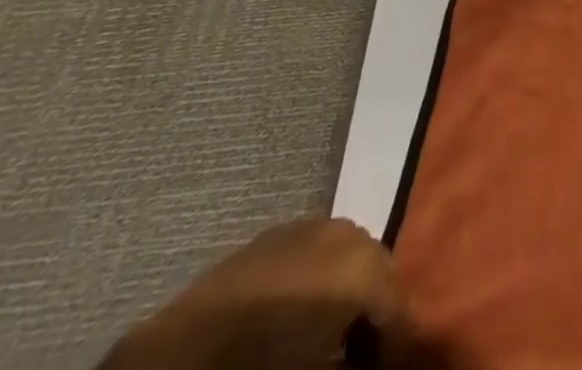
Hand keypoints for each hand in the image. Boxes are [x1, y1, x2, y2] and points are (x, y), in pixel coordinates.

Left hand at [102, 217, 407, 369]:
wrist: (182, 353)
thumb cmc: (262, 364)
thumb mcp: (318, 368)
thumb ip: (354, 359)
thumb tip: (366, 357)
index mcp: (364, 265)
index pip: (398, 304)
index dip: (397, 343)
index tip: (390, 365)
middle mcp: (348, 231)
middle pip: (379, 269)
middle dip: (375, 310)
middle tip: (364, 353)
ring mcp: (312, 225)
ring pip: (349, 254)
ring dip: (349, 290)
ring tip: (335, 335)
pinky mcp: (278, 232)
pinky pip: (316, 252)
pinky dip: (321, 278)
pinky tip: (303, 312)